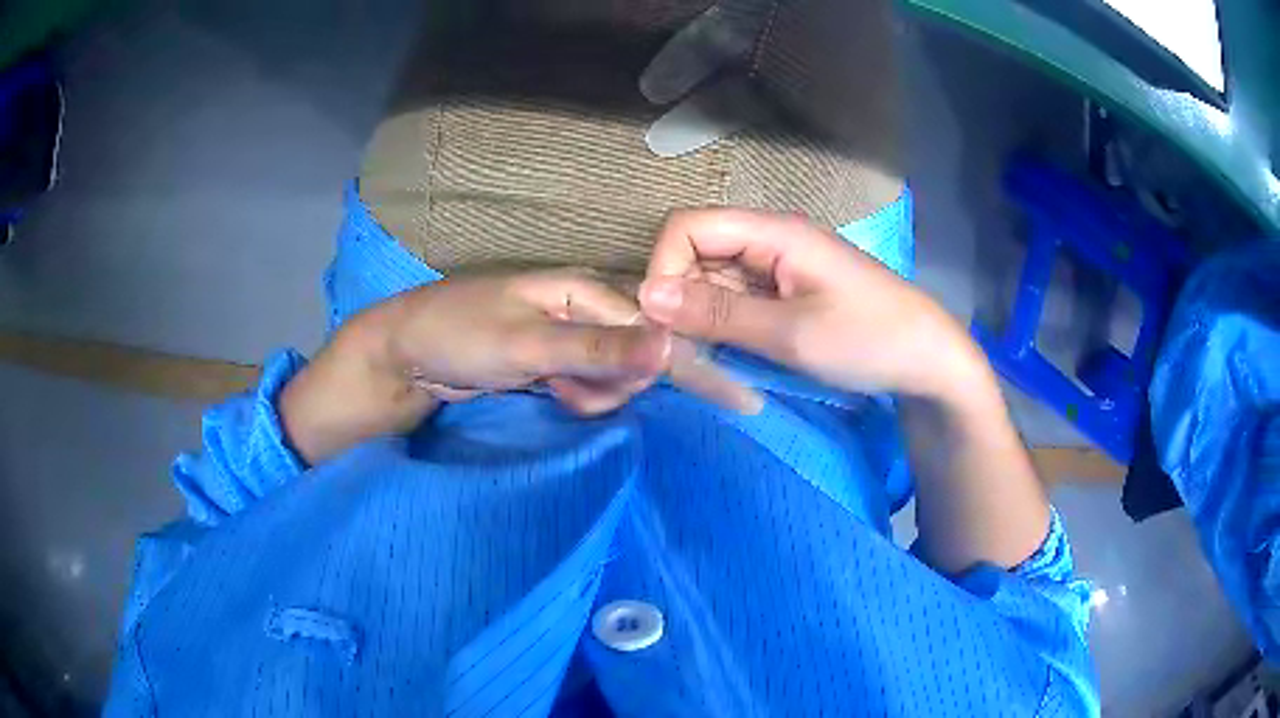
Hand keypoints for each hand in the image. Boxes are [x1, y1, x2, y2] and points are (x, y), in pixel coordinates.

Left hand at [282, 271, 672, 463]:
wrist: (402, 358)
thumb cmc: (461, 337)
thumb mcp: (529, 344)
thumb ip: (599, 349)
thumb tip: (670, 348)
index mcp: (582, 288)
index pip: (647, 325)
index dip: (647, 362)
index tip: (626, 391)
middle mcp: (581, 308)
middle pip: (633, 352)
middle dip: (614, 382)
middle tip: (573, 391)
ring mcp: (564, 337)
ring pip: (611, 373)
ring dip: (594, 393)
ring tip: (557, 393)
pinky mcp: (548, 361)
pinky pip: (586, 383)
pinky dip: (577, 396)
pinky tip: (554, 396)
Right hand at [638, 209, 1049, 572]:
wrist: (930, 364)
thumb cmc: (870, 340)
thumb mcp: (791, 333)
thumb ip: (717, 314)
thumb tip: (645, 296)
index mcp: (773, 233)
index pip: (687, 227)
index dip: (664, 268)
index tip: (666, 324)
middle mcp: (769, 243)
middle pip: (696, 258)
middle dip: (682, 306)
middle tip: (689, 360)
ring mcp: (778, 271)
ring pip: (714, 287)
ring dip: (704, 326)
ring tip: (715, 370)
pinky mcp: (786, 297)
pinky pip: (738, 307)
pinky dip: (727, 334)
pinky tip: (736, 363)